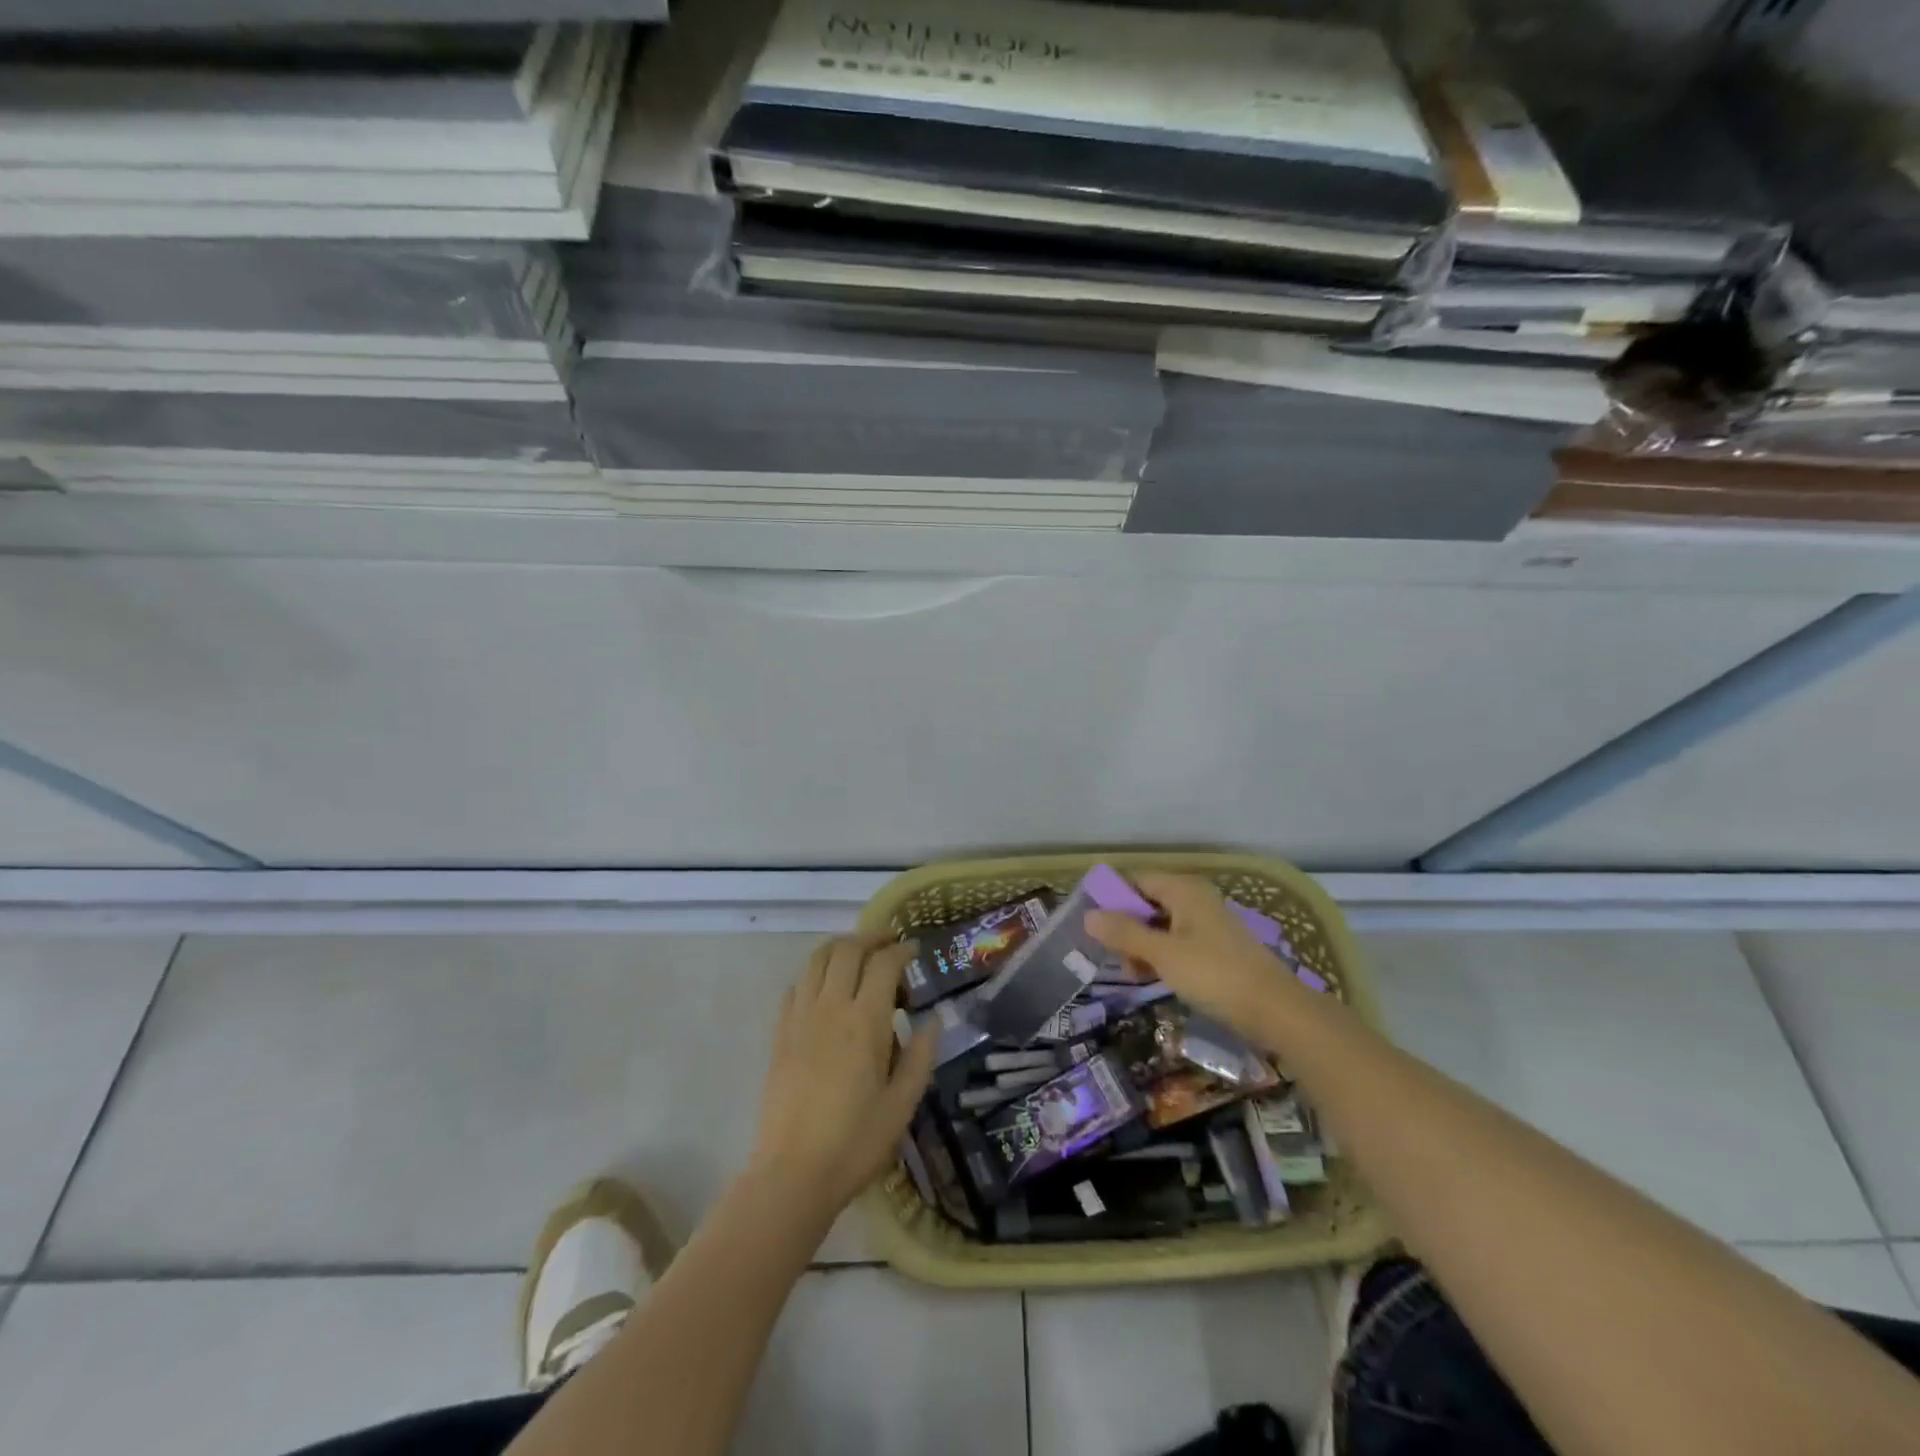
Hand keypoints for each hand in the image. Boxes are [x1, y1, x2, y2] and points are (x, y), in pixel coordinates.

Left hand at [750, 934, 935, 1218]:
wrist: (793, 1173)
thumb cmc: (856, 1142)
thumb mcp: (902, 1104)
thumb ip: (920, 1056)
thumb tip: (934, 1019)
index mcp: (865, 1021)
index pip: (884, 964)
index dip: (901, 950)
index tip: (914, 950)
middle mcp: (830, 1007)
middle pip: (848, 949)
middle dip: (871, 937)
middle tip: (889, 942)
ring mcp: (800, 1017)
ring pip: (817, 959)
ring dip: (840, 946)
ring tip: (857, 954)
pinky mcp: (780, 1033)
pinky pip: (797, 985)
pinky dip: (814, 973)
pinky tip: (825, 988)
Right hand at [1085, 872, 1298, 1038]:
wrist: (1276, 1011)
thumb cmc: (1215, 975)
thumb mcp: (1163, 954)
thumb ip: (1124, 933)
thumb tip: (1088, 915)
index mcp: (1184, 890)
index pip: (1136, 880)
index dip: (1112, 899)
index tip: (1092, 926)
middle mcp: (1195, 899)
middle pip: (1148, 903)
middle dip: (1126, 928)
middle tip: (1113, 958)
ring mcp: (1208, 925)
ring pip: (1161, 926)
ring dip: (1142, 947)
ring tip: (1134, 975)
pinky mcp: (1216, 949)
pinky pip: (1178, 943)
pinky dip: (1162, 957)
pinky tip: (1155, 980)